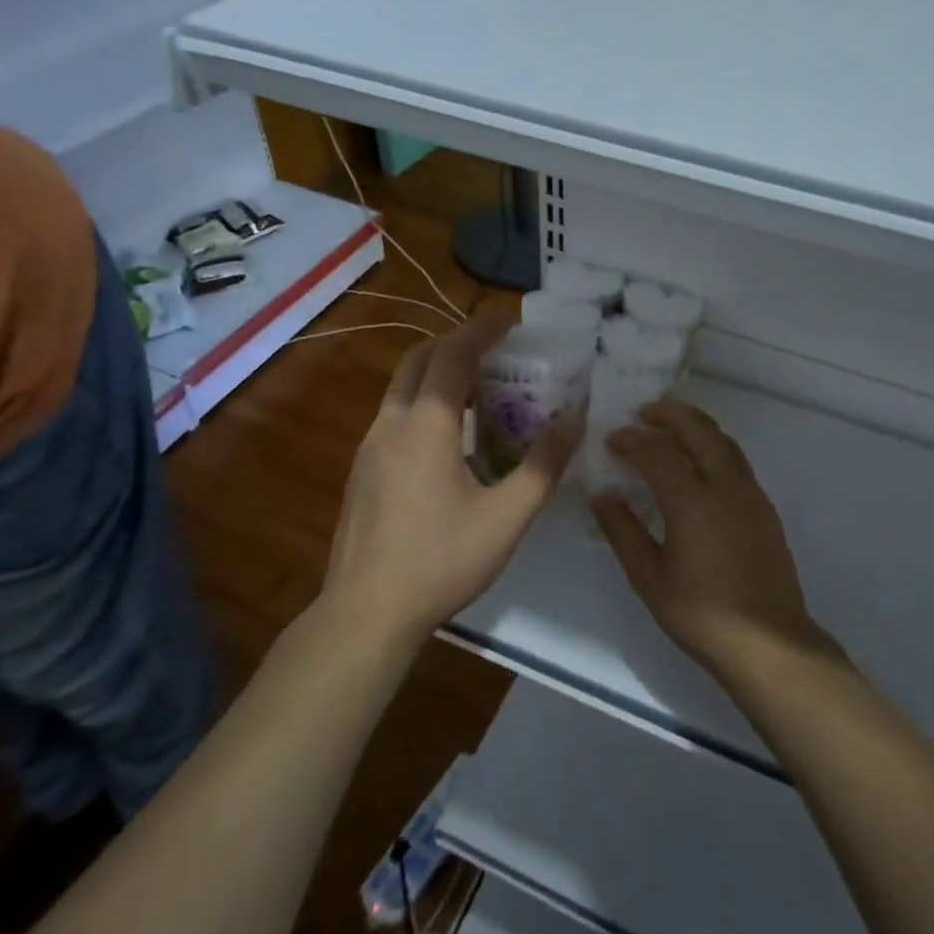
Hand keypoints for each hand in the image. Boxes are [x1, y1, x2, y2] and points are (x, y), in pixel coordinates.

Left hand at [322, 312, 577, 646]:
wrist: (365, 613)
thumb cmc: (441, 561)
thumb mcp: (507, 518)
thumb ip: (543, 466)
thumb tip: (572, 422)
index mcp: (426, 426)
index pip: (453, 356)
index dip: (481, 330)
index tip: (509, 319)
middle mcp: (391, 425)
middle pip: (418, 360)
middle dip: (455, 343)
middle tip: (494, 350)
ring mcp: (369, 448)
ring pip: (402, 388)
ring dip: (438, 374)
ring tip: (480, 392)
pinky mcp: (362, 472)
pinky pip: (395, 417)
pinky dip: (424, 404)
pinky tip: (450, 440)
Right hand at [593, 401, 833, 681]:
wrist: (768, 642)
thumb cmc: (701, 615)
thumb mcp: (650, 578)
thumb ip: (624, 531)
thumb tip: (603, 495)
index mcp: (694, 503)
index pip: (658, 453)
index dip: (632, 440)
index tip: (610, 439)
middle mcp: (727, 487)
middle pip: (700, 430)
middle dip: (670, 414)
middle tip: (643, 413)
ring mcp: (751, 495)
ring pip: (723, 441)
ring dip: (694, 427)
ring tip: (668, 429)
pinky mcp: (765, 508)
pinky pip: (736, 460)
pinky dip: (712, 447)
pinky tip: (696, 464)